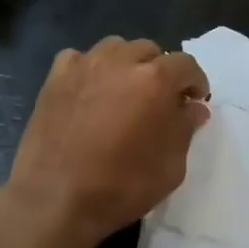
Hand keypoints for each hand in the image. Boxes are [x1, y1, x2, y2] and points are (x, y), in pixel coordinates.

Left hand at [5, 37, 210, 247]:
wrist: (53, 200)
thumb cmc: (120, 187)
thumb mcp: (171, 167)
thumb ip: (185, 129)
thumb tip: (193, 108)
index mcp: (154, 80)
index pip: (186, 64)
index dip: (194, 82)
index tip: (193, 102)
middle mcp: (120, 61)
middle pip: (150, 51)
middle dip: (161, 71)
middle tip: (159, 100)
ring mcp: (84, 66)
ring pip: (115, 48)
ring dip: (127, 64)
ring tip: (124, 92)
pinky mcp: (55, 78)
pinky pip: (80, 59)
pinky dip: (91, 69)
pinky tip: (90, 92)